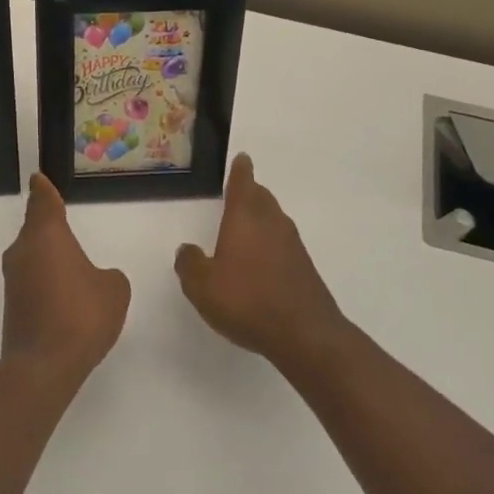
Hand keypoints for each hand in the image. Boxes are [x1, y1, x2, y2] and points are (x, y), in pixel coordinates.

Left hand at [1, 174, 130, 383]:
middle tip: (63, 222)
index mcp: (46, 235)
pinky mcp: (12, 306)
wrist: (43, 365)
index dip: (43, 189)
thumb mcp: (113, 290)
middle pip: (35, 229)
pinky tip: (65, 299)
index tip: (38, 179)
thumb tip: (96, 279)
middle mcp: (23, 251)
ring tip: (71, 266)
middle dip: (49, 227)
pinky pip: (32, 281)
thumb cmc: (82, 315)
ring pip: (32, 256)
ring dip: (48, 258)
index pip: (43, 201)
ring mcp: (14, 280)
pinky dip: (46, 283)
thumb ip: (108, 276)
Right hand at [176, 153, 347, 370]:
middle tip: (240, 189)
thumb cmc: (248, 301)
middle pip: (261, 198)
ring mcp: (292, 245)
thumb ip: (189, 264)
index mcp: (245, 218)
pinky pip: (283, 243)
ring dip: (262, 215)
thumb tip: (187, 250)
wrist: (305, 334)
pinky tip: (261, 259)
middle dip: (250, 191)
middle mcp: (271, 223)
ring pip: (274, 219)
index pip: (243, 184)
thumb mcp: (202, 286)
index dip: (240, 170)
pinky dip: (271, 242)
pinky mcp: (304, 268)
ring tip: (247, 222)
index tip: (242, 158)